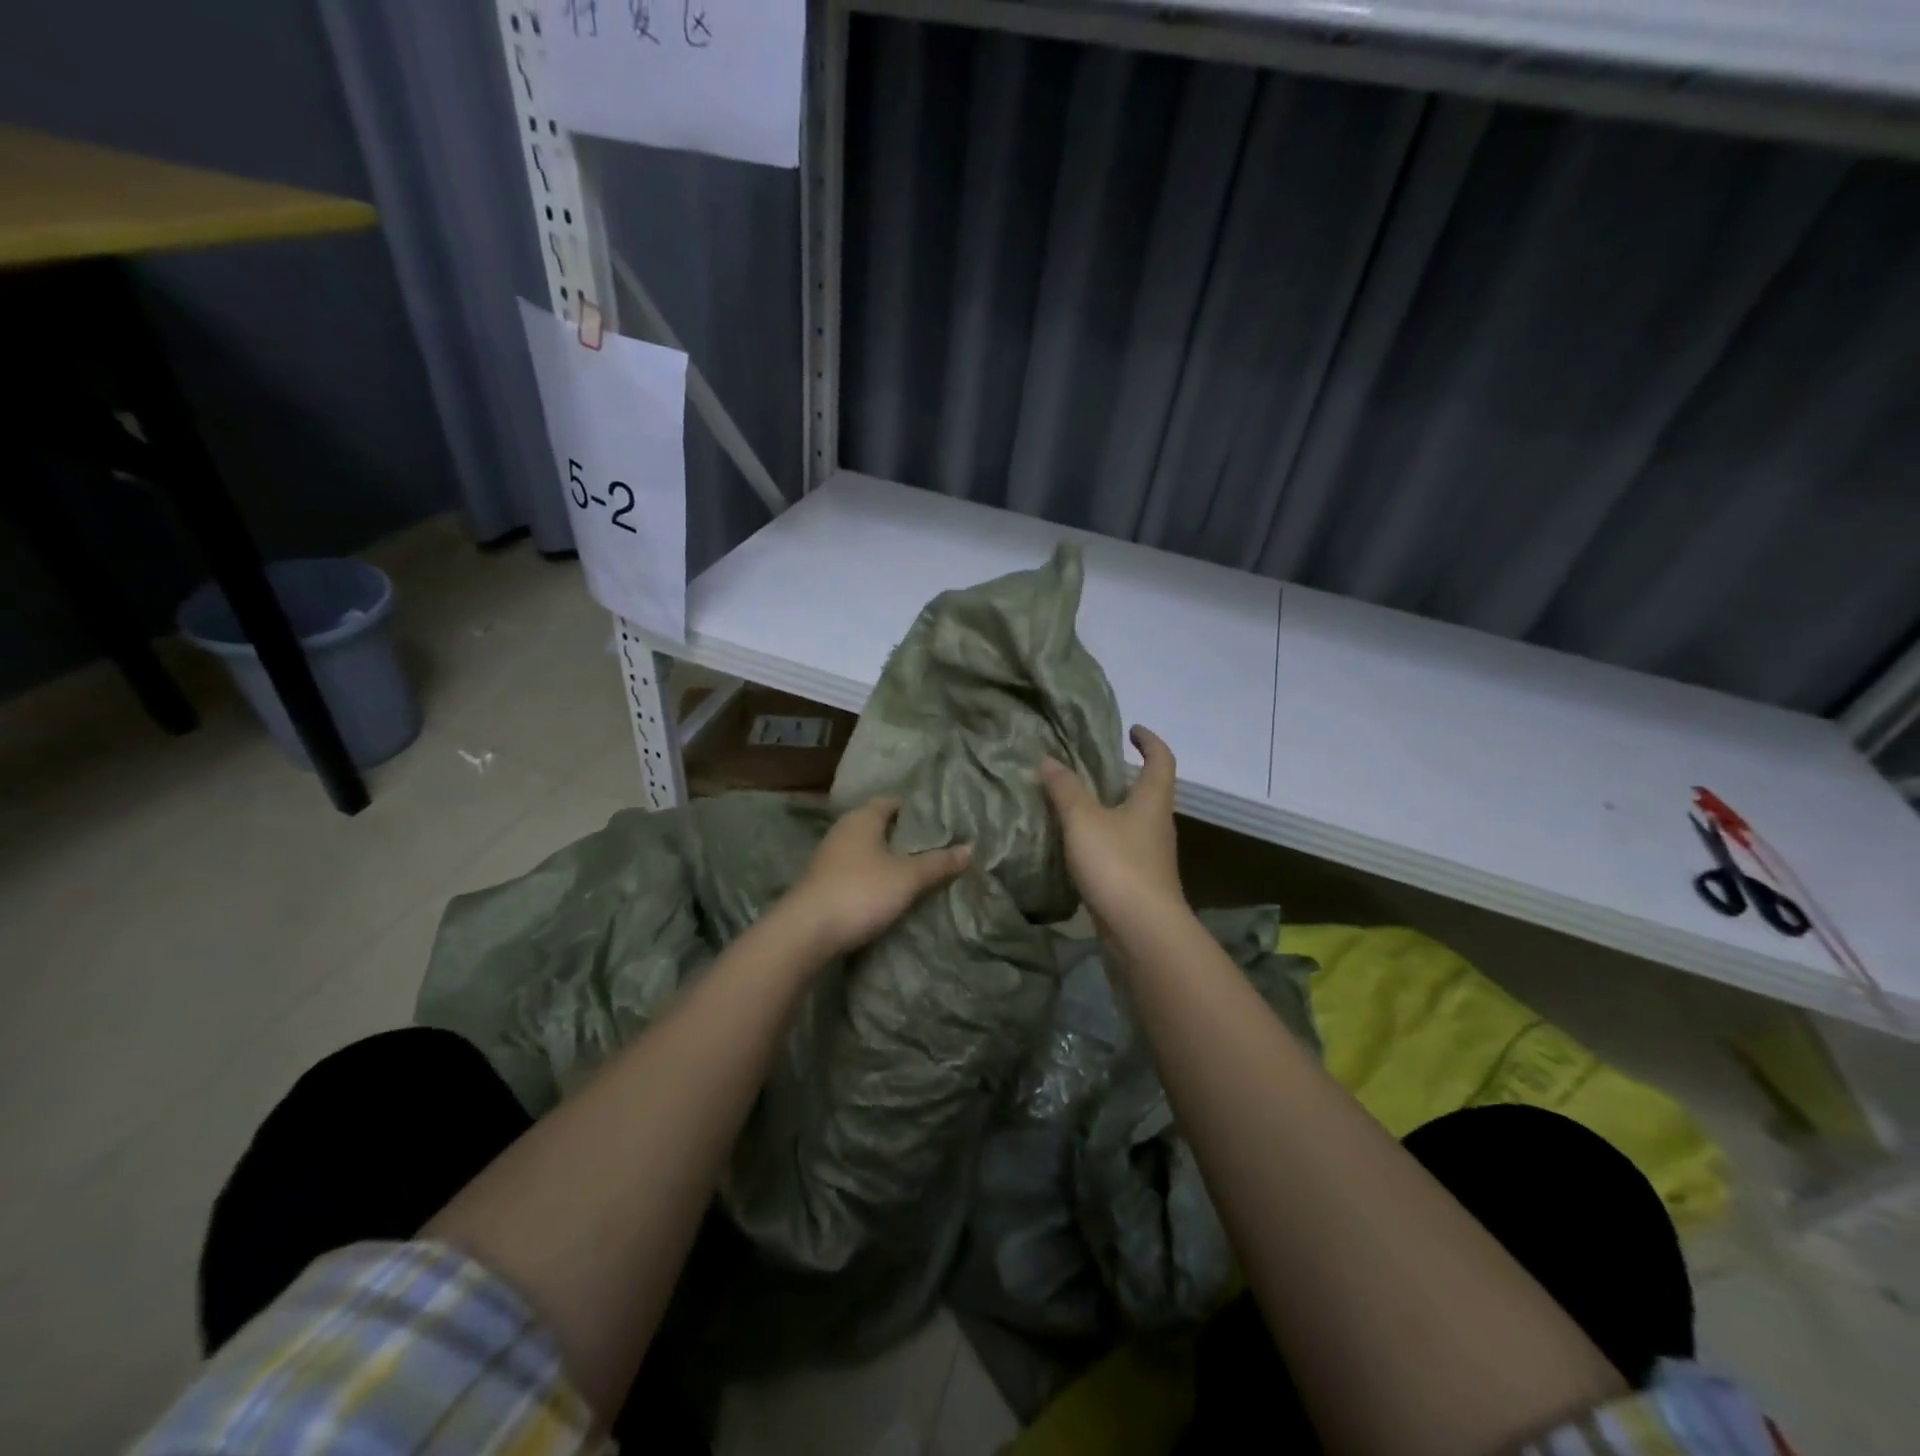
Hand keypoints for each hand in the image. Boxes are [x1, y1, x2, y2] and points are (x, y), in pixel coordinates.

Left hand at [780, 796, 971, 956]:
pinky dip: (876, 875)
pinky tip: (892, 890)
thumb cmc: (861, 891)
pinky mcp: (825, 882)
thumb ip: (938, 862)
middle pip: (881, 824)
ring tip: (921, 869)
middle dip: (907, 835)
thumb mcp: (907, 877)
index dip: (918, 809)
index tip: (943, 820)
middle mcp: (844, 830)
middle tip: (938, 846)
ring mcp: (830, 857)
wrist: (806, 932)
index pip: (894, 801)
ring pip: (869, 849)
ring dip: (890, 857)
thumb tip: (970, 848)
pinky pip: (858, 870)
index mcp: (863, 817)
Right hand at [1041, 726, 1185, 939]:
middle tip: (1091, 769)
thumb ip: (1065, 789)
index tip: (1132, 730)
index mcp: (1152, 801)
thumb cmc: (1118, 865)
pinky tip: (1078, 848)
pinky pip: (1122, 851)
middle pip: (1149, 792)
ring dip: (1111, 811)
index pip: (1161, 760)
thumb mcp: (1083, 820)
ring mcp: (1152, 858)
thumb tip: (1049, 760)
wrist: (1142, 932)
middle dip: (1125, 777)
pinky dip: (1103, 841)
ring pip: (1133, 824)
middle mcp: (1158, 826)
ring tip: (1077, 806)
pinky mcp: (1140, 884)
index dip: (1149, 741)